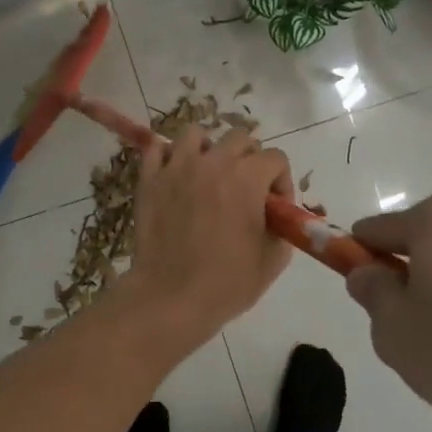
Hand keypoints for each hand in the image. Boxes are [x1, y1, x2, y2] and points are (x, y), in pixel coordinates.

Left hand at [118, 127, 293, 349]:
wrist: (171, 297)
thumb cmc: (227, 283)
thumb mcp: (273, 259)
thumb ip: (282, 228)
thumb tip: (277, 217)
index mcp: (248, 178)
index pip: (276, 157)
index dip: (281, 181)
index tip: (274, 207)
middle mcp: (214, 162)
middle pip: (240, 138)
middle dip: (249, 160)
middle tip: (244, 190)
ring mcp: (177, 167)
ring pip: (196, 134)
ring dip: (208, 150)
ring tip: (208, 176)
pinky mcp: (149, 179)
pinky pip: (157, 148)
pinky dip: (168, 156)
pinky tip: (175, 176)